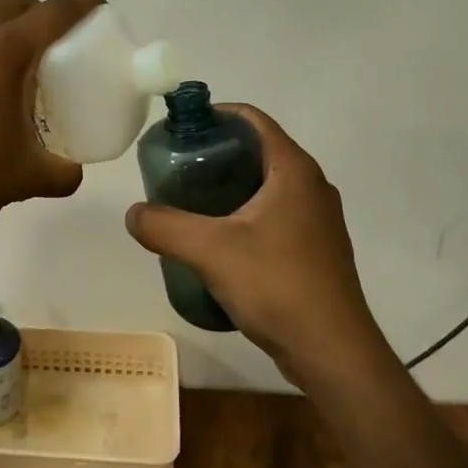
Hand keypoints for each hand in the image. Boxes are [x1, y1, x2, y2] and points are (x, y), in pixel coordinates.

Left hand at [0, 0, 105, 242]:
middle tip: (48, 47)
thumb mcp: (26, 180)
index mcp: (6, 52)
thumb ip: (63, 173)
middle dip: (38, 13)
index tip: (96, 9)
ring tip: (3, 55)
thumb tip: (73, 171)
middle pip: (14, 0)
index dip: (83, 3)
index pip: (56, 11)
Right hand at [123, 104, 393, 392]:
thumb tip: (134, 214)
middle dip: (217, 153)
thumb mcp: (209, 251)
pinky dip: (246, 213)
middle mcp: (311, 185)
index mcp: (293, 169)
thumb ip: (164, 226)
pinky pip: (276, 214)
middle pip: (258, 150)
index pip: (253, 119)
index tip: (181, 130)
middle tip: (178, 168)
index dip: (216, 115)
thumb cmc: (277, 286)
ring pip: (267, 185)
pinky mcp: (317, 249)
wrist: (334, 353)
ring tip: (191, 202)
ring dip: (231, 185)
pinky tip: (220, 240)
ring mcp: (318, 219)